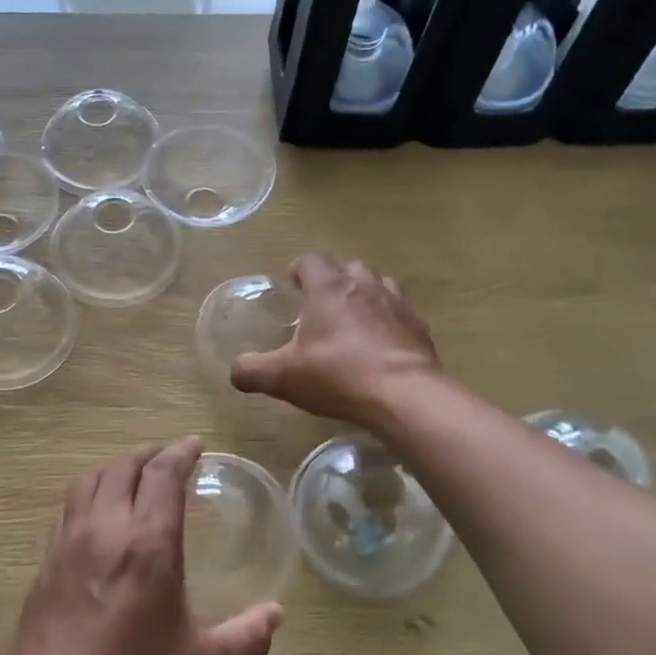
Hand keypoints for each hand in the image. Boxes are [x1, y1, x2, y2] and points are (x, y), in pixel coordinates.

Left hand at [4, 437, 282, 654]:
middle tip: (171, 459)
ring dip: (117, 468)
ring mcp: (67, 543)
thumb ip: (246, 639)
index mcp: (147, 545)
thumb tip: (276, 615)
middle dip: (151, 454)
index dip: (182, 452)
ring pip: (90, 480)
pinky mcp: (45, 562)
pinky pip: (70, 506)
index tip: (196, 444)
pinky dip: (91, 493)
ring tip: (136, 478)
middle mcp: (104, 530)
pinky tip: (100, 516)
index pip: (163, 474)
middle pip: (124, 466)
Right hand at [230, 254, 440, 429]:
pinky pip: (402, 313)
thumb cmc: (337, 375)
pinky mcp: (419, 326)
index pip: (311, 260)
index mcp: (328, 289)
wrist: (403, 394)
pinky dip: (390, 321)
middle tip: (322, 308)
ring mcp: (396, 303)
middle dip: (335, 282)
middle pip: (349, 268)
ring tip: (355, 322)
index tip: (293, 286)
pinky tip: (382, 345)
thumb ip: (253, 371)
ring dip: (366, 296)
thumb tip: (236, 371)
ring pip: (380, 284)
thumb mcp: (283, 377)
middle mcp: (364, 286)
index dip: (299, 270)